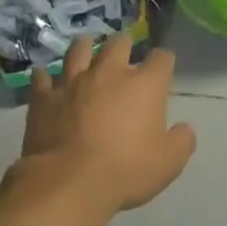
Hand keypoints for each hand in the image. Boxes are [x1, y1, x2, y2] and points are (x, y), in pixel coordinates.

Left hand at [21, 33, 195, 213]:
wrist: (69, 182)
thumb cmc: (126, 170)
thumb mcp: (169, 163)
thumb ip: (181, 141)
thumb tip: (184, 129)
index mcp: (145, 85)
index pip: (162, 59)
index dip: (165, 61)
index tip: (164, 68)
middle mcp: (109, 73)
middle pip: (119, 43)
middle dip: (125, 45)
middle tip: (124, 52)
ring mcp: (73, 82)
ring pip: (78, 49)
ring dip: (85, 46)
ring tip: (86, 47)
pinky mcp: (44, 97)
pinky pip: (42, 77)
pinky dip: (46, 77)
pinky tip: (47, 78)